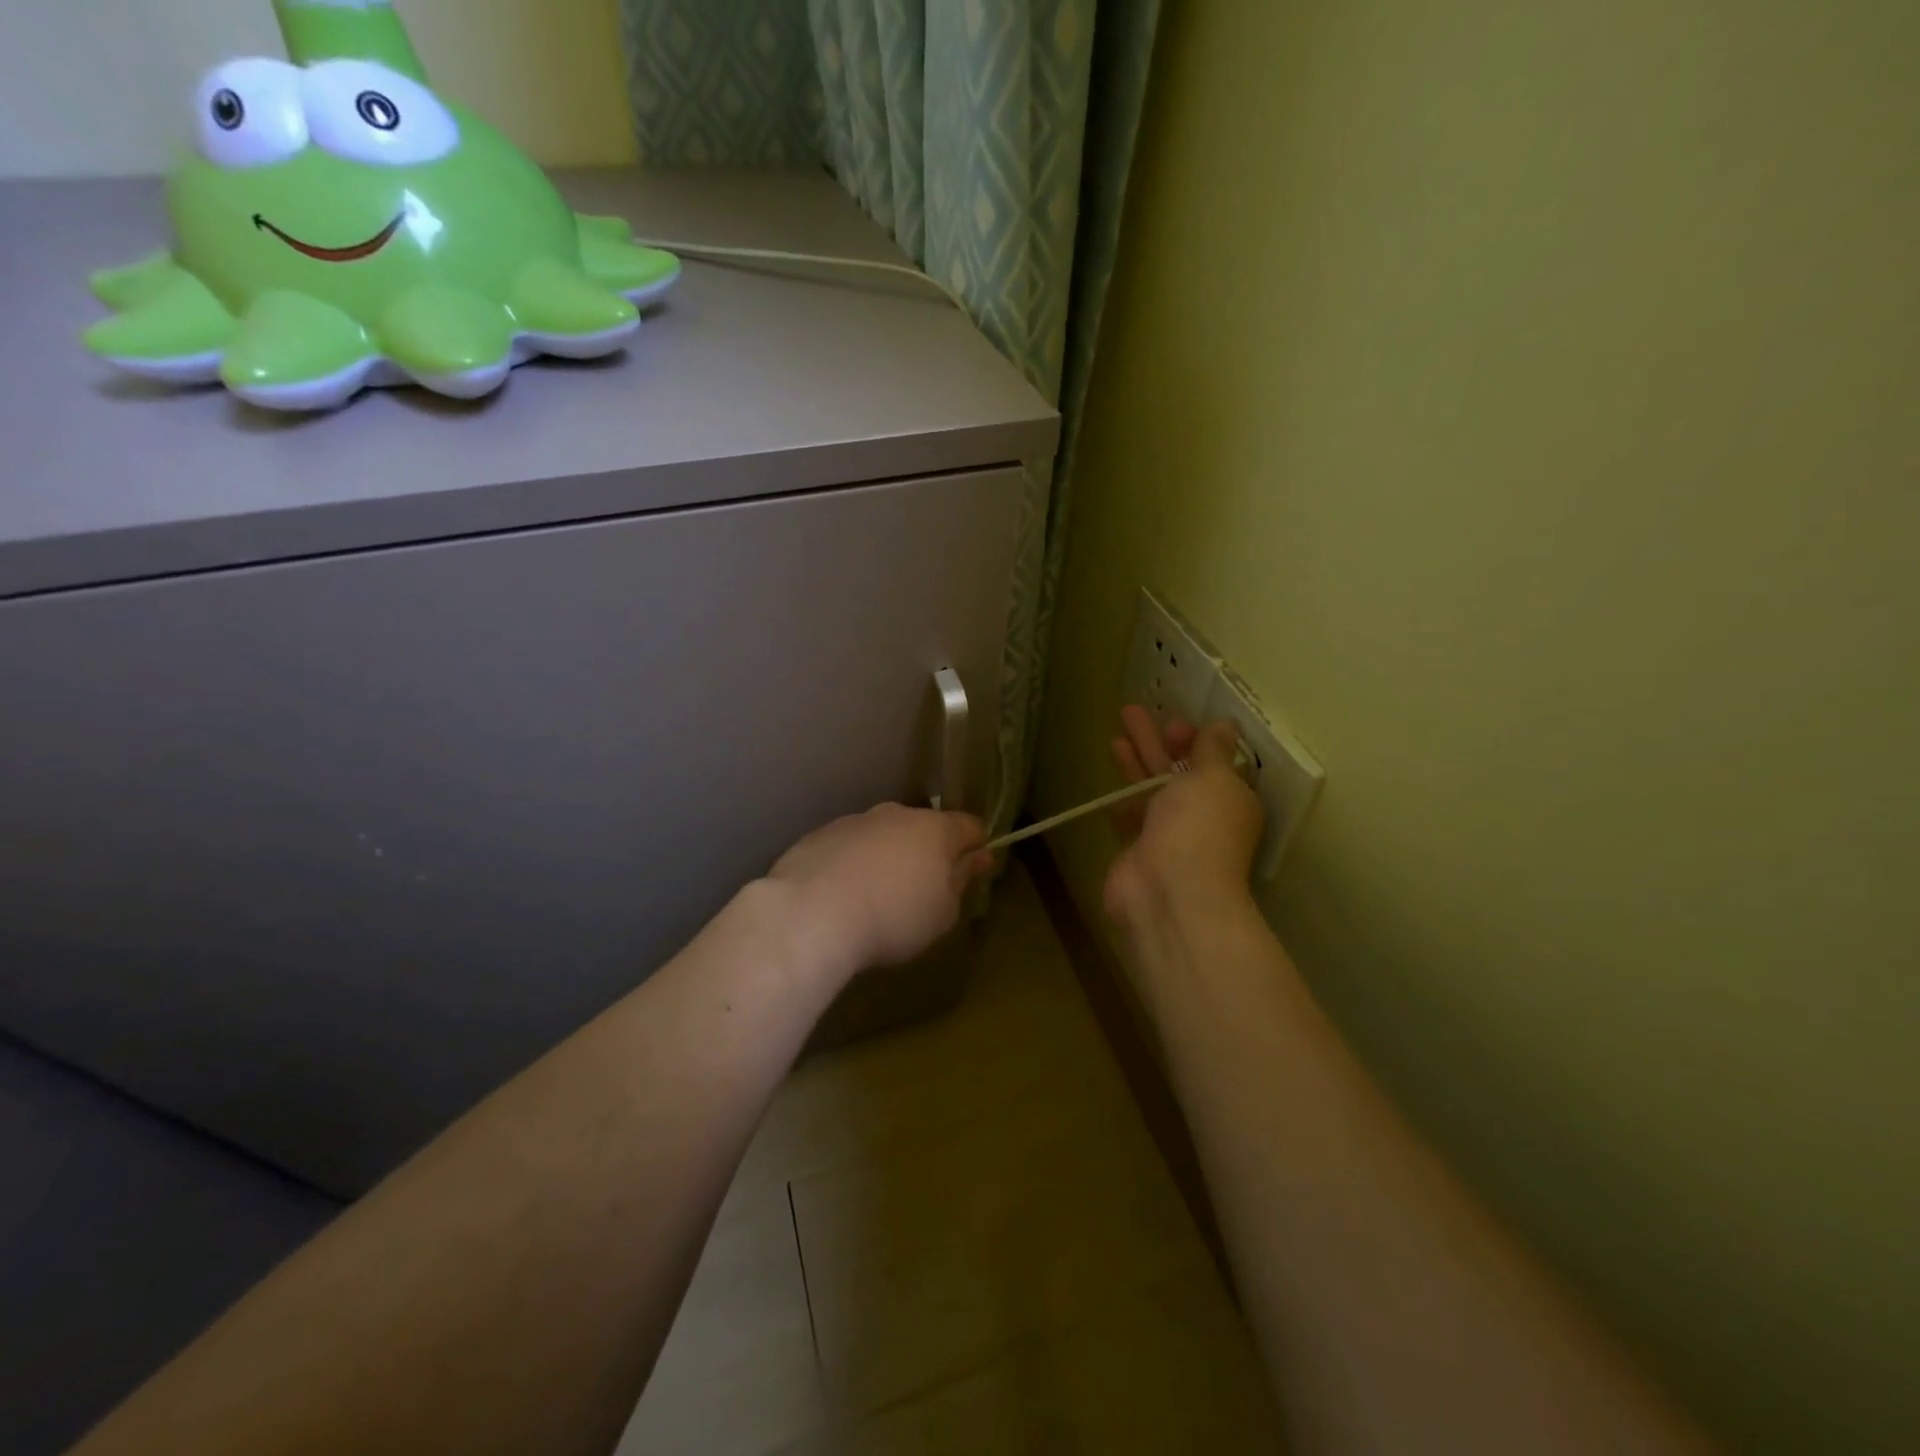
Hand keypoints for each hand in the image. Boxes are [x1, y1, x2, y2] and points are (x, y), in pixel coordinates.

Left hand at [768, 804, 992, 982]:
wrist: (813, 914)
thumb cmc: (894, 917)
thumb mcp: (943, 912)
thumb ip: (962, 880)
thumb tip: (978, 858)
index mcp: (936, 829)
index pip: (970, 826)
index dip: (977, 846)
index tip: (975, 870)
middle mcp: (897, 814)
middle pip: (924, 827)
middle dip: (929, 851)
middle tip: (924, 889)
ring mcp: (856, 821)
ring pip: (884, 834)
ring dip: (889, 856)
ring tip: (878, 895)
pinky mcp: (820, 835)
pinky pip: (850, 846)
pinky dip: (854, 863)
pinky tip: (844, 895)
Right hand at [1105, 706, 1263, 928]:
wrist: (1168, 892)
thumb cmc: (1199, 827)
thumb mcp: (1213, 779)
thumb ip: (1212, 750)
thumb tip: (1225, 725)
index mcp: (1231, 798)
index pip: (1214, 761)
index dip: (1194, 739)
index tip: (1172, 723)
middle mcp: (1203, 815)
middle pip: (1178, 770)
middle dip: (1157, 741)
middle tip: (1130, 711)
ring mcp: (1170, 833)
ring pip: (1151, 789)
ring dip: (1136, 762)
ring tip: (1115, 734)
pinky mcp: (1140, 848)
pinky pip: (1132, 814)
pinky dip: (1123, 794)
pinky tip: (1110, 779)